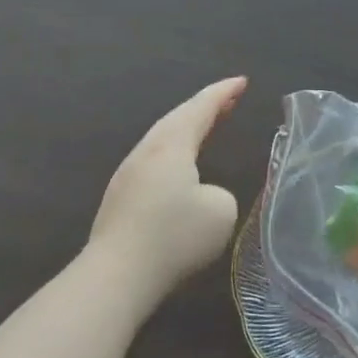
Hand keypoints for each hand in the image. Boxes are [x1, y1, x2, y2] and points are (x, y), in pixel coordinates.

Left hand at [86, 77, 245, 306]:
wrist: (115, 277)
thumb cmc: (174, 236)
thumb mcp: (221, 211)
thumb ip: (219, 193)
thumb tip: (203, 197)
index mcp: (172, 145)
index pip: (201, 108)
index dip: (224, 93)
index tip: (242, 81)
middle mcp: (147, 152)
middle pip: (177, 119)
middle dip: (205, 107)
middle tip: (228, 100)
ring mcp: (128, 175)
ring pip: (162, 140)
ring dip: (187, 130)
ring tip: (206, 127)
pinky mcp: (120, 200)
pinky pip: (154, 162)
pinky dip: (175, 153)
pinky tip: (180, 169)